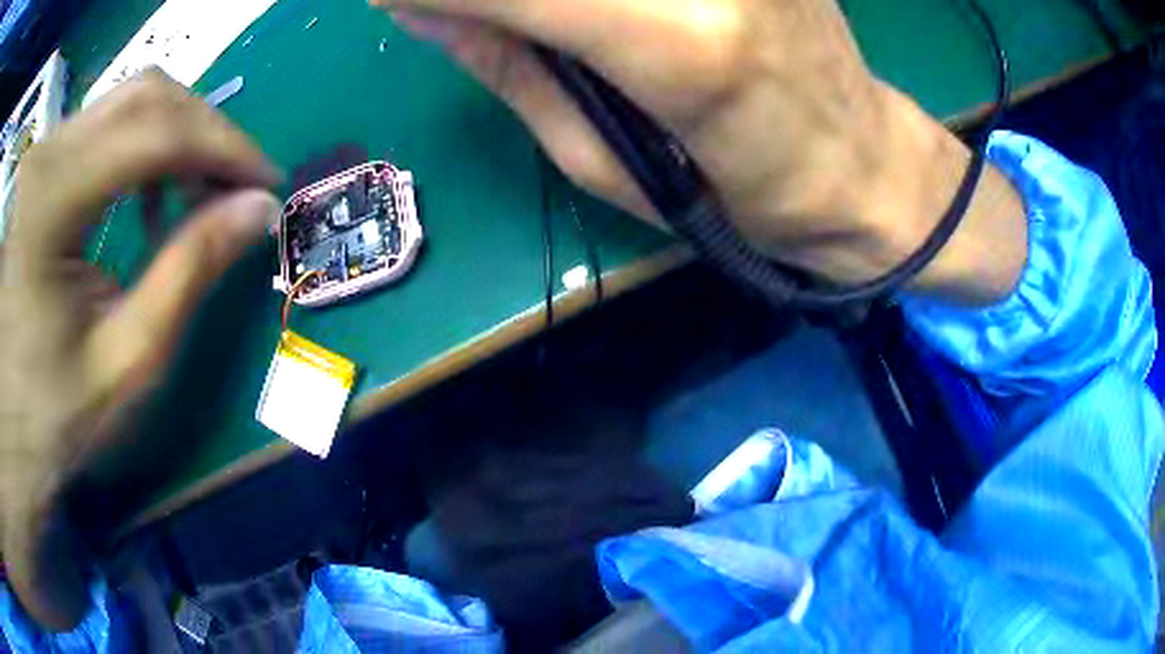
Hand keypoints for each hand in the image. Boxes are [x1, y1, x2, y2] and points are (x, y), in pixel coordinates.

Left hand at [0, 70, 280, 630]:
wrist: (8, 426)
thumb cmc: (52, 415)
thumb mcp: (124, 359)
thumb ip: (188, 274)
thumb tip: (256, 210)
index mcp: (49, 202)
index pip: (156, 131)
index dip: (223, 146)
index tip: (265, 180)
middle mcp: (43, 155)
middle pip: (145, 95)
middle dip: (203, 130)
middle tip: (235, 181)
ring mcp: (39, 155)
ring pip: (125, 103)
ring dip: (173, 136)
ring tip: (193, 192)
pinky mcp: (39, 166)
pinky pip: (102, 127)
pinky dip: (140, 148)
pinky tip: (146, 196)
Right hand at [374, 0, 1026, 303]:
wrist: (863, 169)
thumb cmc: (742, 198)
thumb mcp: (606, 163)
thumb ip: (509, 67)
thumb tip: (422, 8)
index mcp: (679, 45)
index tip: (385, 0)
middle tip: (456, 12)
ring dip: (545, 1)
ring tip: (562, 37)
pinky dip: (590, 0)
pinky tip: (599, 20)